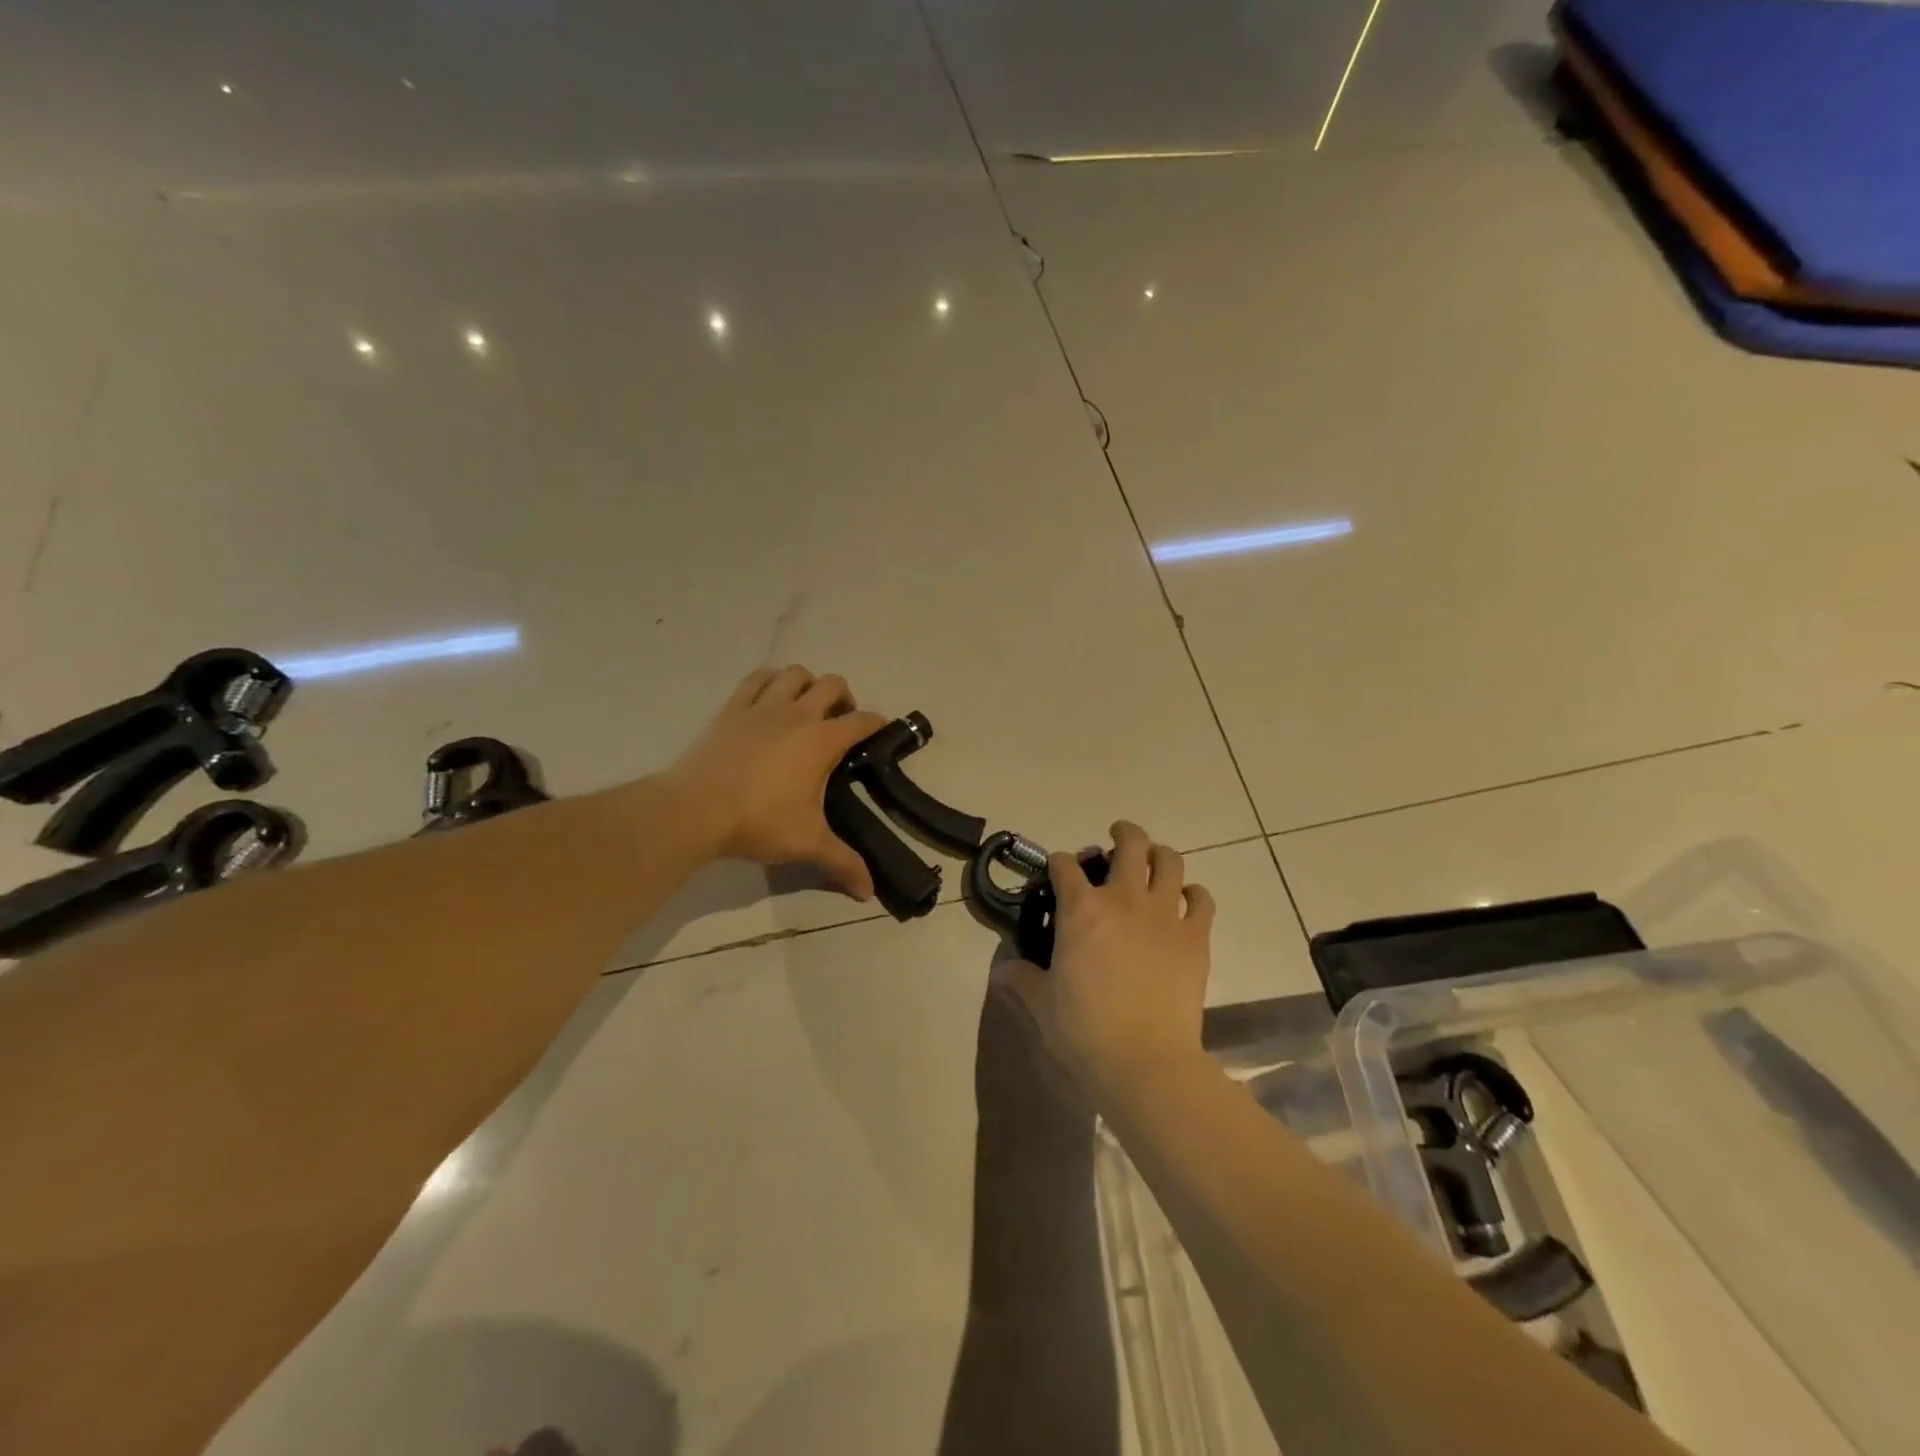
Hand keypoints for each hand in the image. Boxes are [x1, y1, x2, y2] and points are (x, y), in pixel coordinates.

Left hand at [666, 665, 886, 898]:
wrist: (696, 810)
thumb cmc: (759, 822)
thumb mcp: (807, 844)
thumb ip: (843, 863)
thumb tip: (869, 892)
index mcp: (823, 741)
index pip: (863, 721)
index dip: (877, 724)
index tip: (881, 732)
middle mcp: (798, 714)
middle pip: (833, 684)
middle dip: (844, 698)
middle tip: (839, 724)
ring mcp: (763, 707)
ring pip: (795, 674)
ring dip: (807, 684)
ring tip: (805, 706)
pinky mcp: (732, 708)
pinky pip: (756, 678)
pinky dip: (770, 681)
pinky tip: (769, 698)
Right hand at [999, 821, 1214, 1110]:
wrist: (1144, 1062)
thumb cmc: (1083, 1030)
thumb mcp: (1042, 1003)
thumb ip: (1022, 979)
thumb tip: (1001, 971)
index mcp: (1080, 909)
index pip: (1065, 865)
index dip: (1059, 862)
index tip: (1058, 869)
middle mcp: (1123, 899)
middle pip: (1128, 844)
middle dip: (1121, 833)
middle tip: (1116, 837)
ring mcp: (1164, 915)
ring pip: (1169, 862)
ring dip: (1159, 854)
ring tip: (1153, 860)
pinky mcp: (1195, 937)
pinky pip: (1201, 900)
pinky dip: (1193, 894)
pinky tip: (1185, 900)